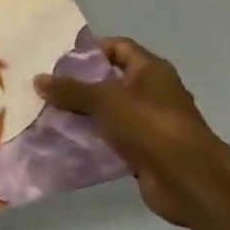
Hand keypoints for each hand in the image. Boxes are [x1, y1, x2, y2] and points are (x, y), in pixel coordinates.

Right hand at [35, 38, 229, 226]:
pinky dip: (91, 139)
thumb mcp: (104, 100)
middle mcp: (152, 93)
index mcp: (151, 71)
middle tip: (47, 88)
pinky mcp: (145, 151)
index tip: (60, 60)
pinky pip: (111, 138)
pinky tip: (65, 140)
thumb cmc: (151, 126)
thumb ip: (70, 89)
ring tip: (49, 114)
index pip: (117, 47)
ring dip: (82, 114)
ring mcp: (150, 123)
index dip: (90, 50)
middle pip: (109, 80)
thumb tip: (38, 79)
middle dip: (79, 84)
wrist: (190, 181)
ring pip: (108, 112)